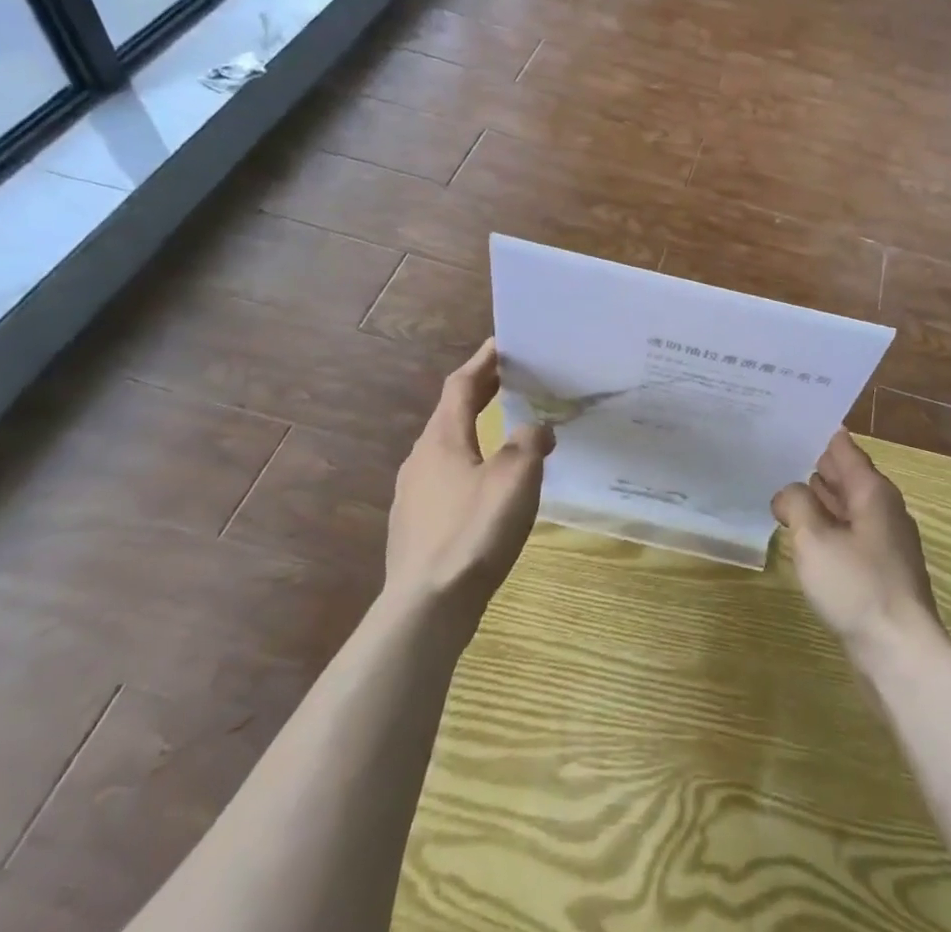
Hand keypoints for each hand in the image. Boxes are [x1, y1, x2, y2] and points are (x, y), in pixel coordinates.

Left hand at [385, 339, 554, 630]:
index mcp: (442, 439)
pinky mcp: (415, 527)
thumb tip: (537, 429)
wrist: (426, 608)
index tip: (502, 343)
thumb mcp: (515, 477)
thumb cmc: (473, 531)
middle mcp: (421, 459)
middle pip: (451, 414)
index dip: (482, 362)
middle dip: (481, 393)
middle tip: (511, 379)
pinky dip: (469, 465)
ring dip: (475, 431)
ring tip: (505, 431)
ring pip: (447, 448)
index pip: (461, 385)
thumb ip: (529, 443)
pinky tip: (487, 488)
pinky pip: (445, 480)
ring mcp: (413, 495)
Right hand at [772, 430, 942, 665]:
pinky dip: (828, 526)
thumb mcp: (814, 539)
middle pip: (847, 476)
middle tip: (778, 454)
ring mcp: (886, 541)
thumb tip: (788, 492)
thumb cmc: (857, 586)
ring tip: (785, 489)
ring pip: (848, 507)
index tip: (792, 421)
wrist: (900, 652)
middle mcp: (884, 508)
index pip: (844, 448)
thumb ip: (797, 504)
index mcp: (873, 491)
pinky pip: (850, 534)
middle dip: (816, 466)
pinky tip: (806, 535)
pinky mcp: (881, 570)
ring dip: (820, 498)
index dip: (818, 434)